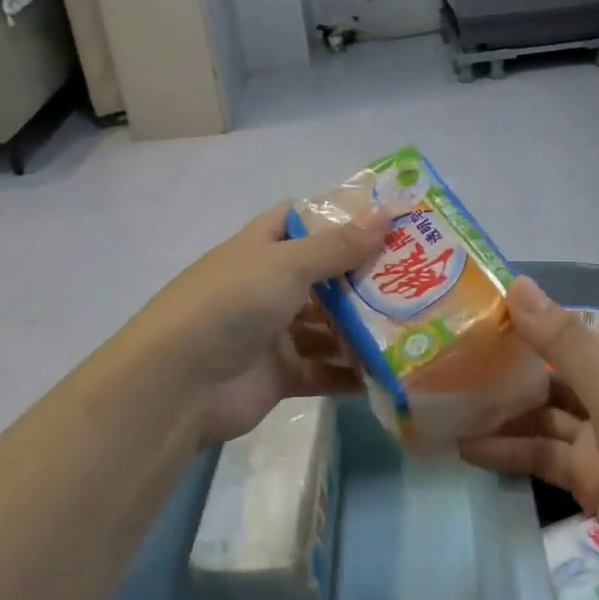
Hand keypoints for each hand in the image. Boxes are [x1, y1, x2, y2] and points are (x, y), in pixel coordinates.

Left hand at [117, 202, 389, 445]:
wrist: (178, 385)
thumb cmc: (231, 304)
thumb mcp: (286, 265)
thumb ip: (337, 245)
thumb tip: (386, 214)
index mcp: (261, 247)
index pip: (301, 218)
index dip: (340, 215)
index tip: (388, 217)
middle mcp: (268, 285)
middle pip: (324, 274)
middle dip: (365, 275)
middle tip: (420, 273)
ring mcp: (274, 331)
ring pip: (328, 324)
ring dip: (364, 326)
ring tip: (415, 323)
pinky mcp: (281, 374)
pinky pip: (325, 370)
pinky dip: (351, 372)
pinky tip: (390, 371)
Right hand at [461, 278, 598, 599]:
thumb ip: (564, 342)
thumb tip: (518, 283)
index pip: (570, 336)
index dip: (524, 327)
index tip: (472, 319)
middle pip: (554, 378)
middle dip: (507, 372)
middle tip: (447, 362)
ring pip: (543, 420)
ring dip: (501, 415)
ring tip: (446, 406)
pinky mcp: (594, 486)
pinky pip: (544, 459)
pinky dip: (509, 453)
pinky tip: (467, 449)